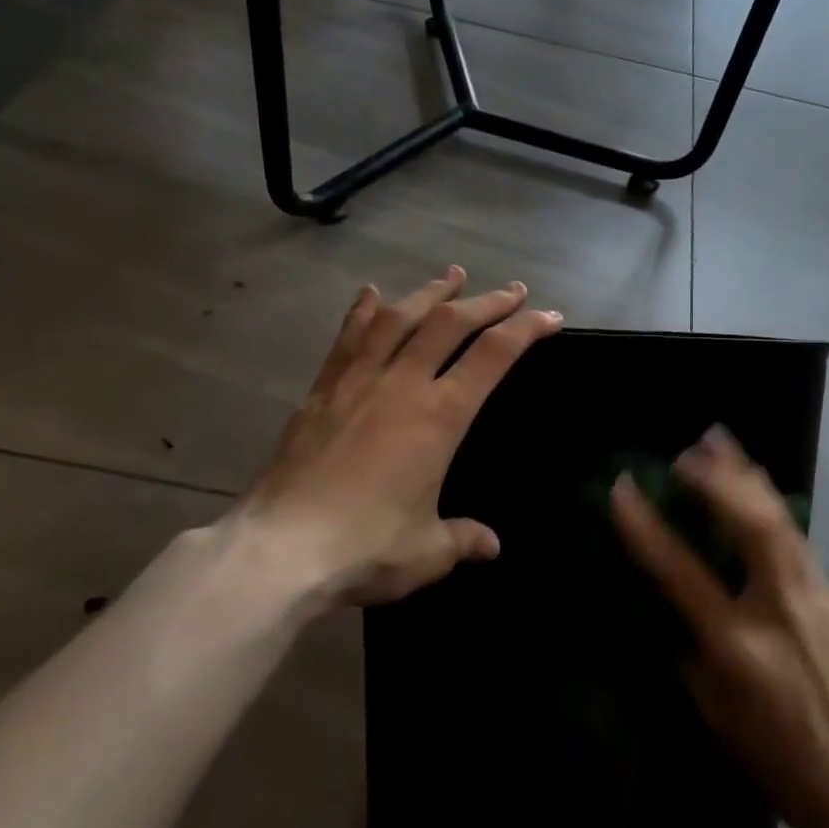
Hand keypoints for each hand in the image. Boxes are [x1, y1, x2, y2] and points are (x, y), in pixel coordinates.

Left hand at [240, 268, 561, 608]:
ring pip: (399, 319)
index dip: (526, 329)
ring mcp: (357, 382)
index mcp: (440, 417)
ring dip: (429, 293)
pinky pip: (348, 338)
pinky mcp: (320, 391)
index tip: (549, 316)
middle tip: (511, 290)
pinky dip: (364, 311)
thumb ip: (462, 539)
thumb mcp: (427, 551)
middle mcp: (401, 384)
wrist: (280, 548)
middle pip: (449, 324)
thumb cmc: (365, 547)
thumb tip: (490, 545)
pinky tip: (371, 293)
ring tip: (450, 276)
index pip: (493, 356)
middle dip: (486, 302)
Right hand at [610, 428, 828, 827]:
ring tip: (723, 443)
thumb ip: (692, 655)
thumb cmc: (780, 763)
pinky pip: (797, 542)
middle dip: (717, 477)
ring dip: (748, 477)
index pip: (680, 570)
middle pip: (750, 522)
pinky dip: (770, 508)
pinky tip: (757, 495)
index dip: (645, 525)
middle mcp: (780, 608)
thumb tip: (675, 611)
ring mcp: (817, 599)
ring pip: (781, 520)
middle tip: (691, 449)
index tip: (623, 488)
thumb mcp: (717, 716)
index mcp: (737, 645)